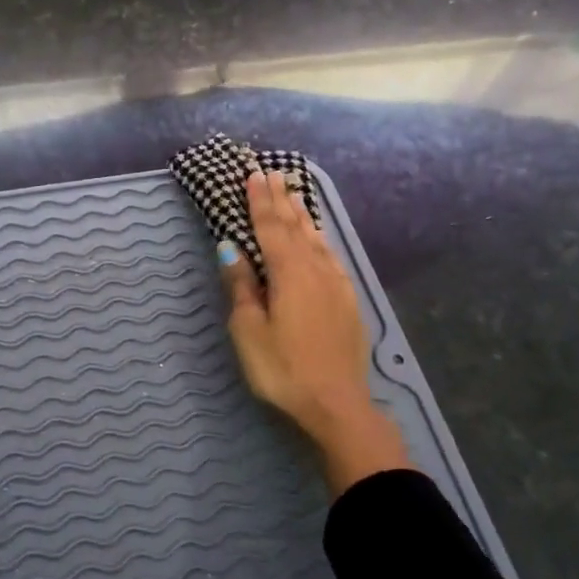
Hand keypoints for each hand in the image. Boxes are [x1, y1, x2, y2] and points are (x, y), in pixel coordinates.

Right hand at [220, 170, 409, 497]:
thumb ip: (242, 287)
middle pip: (297, 227)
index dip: (260, 201)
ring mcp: (336, 285)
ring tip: (294, 195)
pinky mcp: (348, 301)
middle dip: (283, 200)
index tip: (254, 174)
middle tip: (274, 173)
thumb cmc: (283, 369)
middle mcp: (316, 270)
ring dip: (303, 215)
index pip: (271, 228)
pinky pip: (331, 257)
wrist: (337, 404)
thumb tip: (231, 248)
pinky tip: (319, 240)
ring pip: (317, 239)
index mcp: (289, 273)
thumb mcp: (250, 331)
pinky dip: (320, 240)